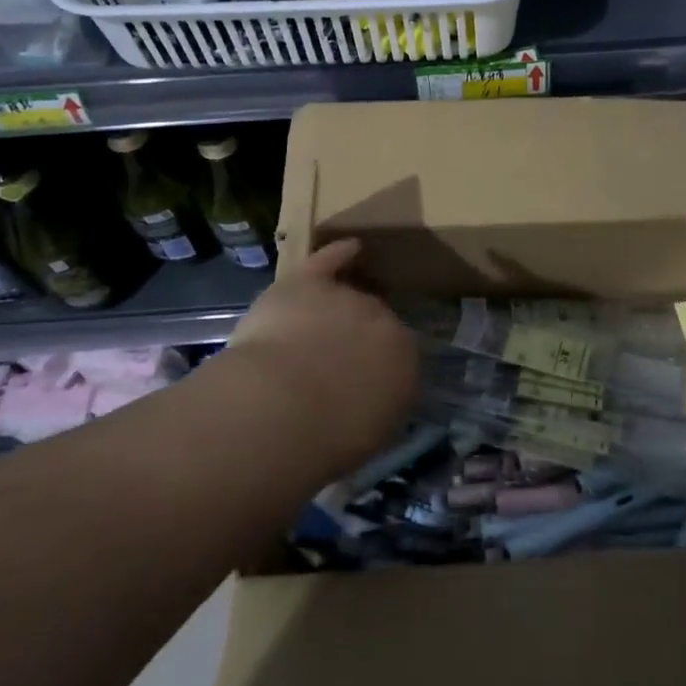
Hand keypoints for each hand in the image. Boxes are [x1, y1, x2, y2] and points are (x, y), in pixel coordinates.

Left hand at [219, 239, 418, 479]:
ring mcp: (345, 298)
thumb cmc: (328, 438)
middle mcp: (382, 321)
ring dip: (338, 307)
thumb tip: (371, 399)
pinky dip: (337, 254)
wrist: (281, 408)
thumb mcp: (368, 435)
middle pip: (374, 319)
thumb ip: (378, 406)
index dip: (376, 365)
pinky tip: (349, 247)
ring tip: (322, 322)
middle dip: (357, 337)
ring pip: (347, 295)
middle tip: (332, 359)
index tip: (360, 380)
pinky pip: (328, 262)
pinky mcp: (308, 284)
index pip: (398, 354)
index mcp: (404, 361)